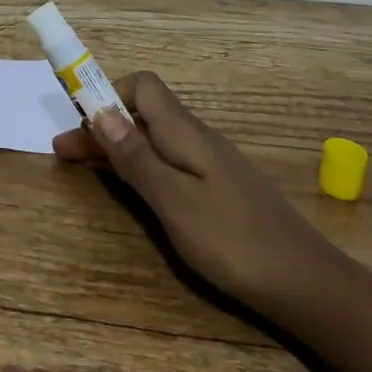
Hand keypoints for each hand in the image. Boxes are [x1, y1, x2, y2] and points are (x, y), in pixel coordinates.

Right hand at [53, 72, 328, 313]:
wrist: (307, 284)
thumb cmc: (234, 241)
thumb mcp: (174, 202)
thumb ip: (136, 157)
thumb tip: (100, 111)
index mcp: (185, 133)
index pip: (142, 86)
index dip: (107, 95)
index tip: (76, 122)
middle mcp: (197, 138)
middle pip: (143, 114)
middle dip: (102, 127)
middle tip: (64, 154)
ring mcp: (211, 164)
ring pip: (154, 140)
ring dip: (118, 147)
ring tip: (87, 169)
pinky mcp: (219, 190)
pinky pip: (169, 163)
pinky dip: (141, 167)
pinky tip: (134, 189)